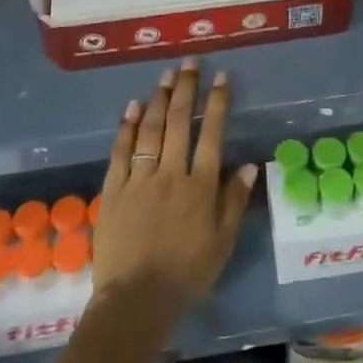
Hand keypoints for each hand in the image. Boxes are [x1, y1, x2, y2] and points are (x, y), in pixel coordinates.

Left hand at [92, 60, 254, 334]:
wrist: (137, 299)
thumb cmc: (187, 273)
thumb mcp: (222, 241)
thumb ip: (234, 201)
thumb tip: (249, 165)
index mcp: (200, 186)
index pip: (211, 133)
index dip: (217, 102)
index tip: (220, 77)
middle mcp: (171, 173)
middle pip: (178, 122)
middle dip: (186, 89)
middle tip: (189, 63)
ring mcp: (139, 179)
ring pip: (150, 130)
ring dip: (158, 99)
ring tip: (165, 76)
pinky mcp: (113, 189)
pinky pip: (121, 151)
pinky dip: (126, 127)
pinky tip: (132, 107)